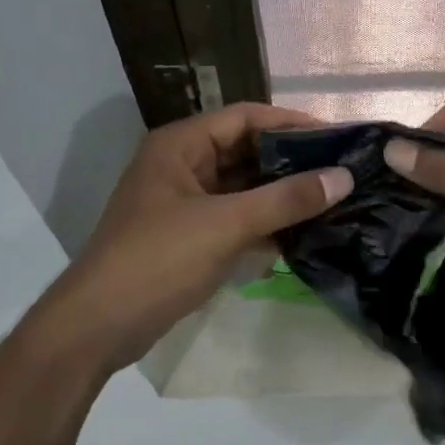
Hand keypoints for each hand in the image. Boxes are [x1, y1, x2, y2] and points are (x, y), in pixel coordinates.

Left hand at [40, 104, 352, 371]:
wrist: (99, 326)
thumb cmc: (159, 260)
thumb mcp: (226, 224)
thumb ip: (286, 199)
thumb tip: (344, 177)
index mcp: (180, 145)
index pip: (245, 117)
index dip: (291, 123)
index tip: (337, 138)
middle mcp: (182, 166)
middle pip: (245, 151)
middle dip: (291, 161)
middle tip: (341, 171)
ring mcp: (184, 203)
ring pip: (242, 188)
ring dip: (280, 194)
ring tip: (331, 200)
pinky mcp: (189, 237)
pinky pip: (235, 218)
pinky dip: (264, 223)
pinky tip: (301, 234)